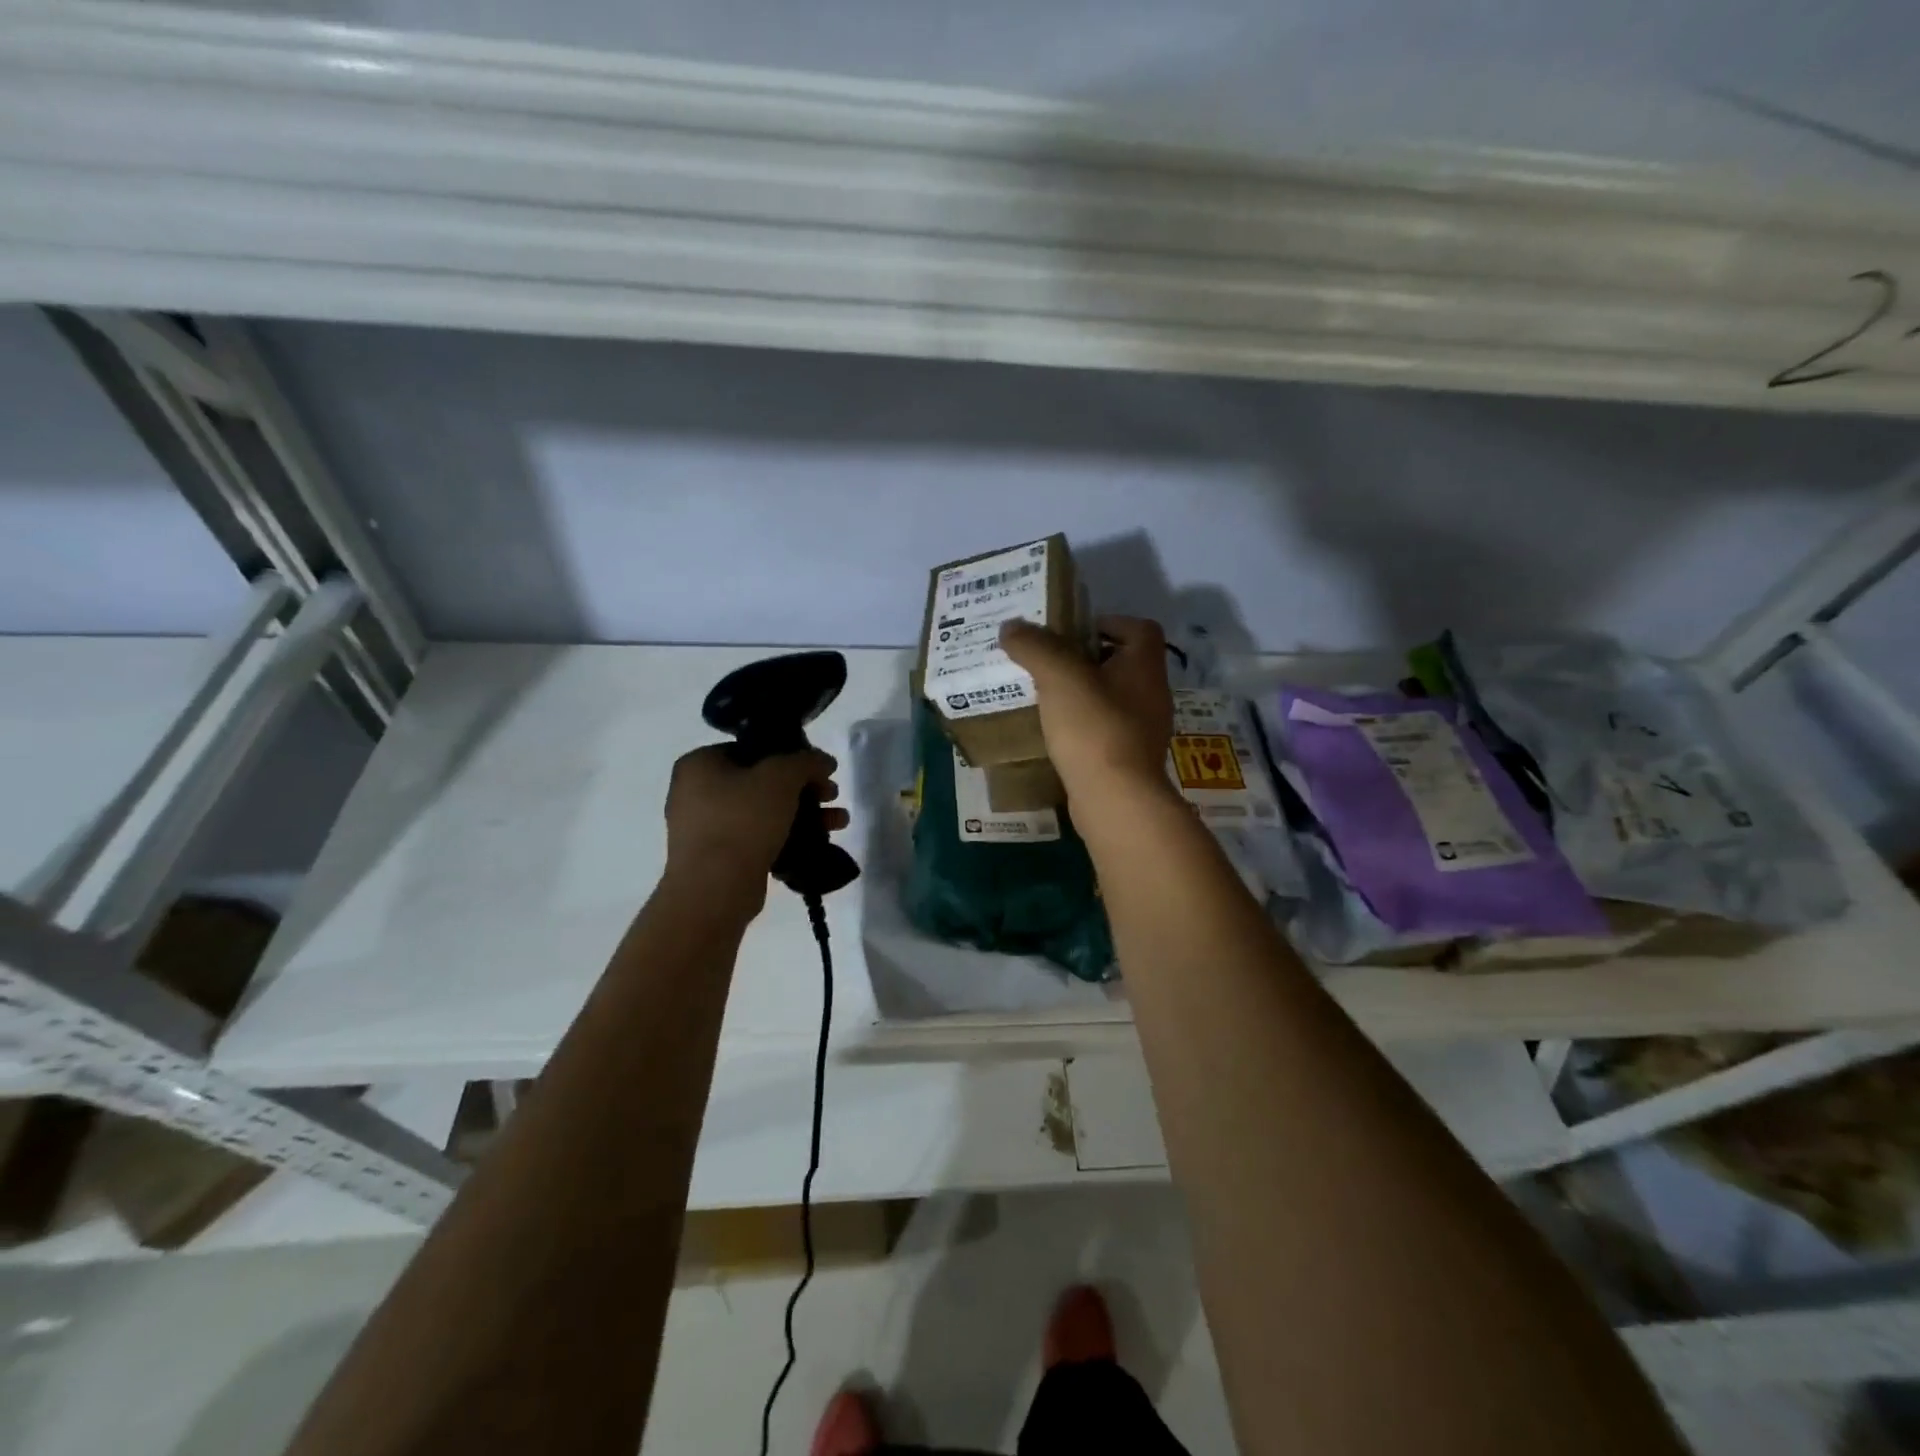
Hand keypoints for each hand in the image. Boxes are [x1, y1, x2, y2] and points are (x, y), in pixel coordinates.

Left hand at [663, 745, 846, 909]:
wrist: (714, 888)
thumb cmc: (743, 819)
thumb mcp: (781, 776)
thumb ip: (806, 761)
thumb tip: (824, 761)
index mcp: (700, 763)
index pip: (753, 749)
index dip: (791, 754)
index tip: (819, 768)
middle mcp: (697, 792)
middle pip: (763, 781)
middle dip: (805, 788)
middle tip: (832, 793)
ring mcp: (707, 828)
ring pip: (765, 811)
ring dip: (806, 814)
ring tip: (840, 821)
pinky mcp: (720, 858)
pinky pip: (760, 838)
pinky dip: (789, 837)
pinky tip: (821, 843)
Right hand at [1000, 615, 1175, 799]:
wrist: (1115, 799)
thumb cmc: (1094, 727)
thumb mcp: (1059, 676)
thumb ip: (1035, 646)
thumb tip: (1011, 627)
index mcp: (1145, 666)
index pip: (1140, 628)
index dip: (1108, 622)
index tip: (1073, 631)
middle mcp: (1152, 694)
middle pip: (1123, 663)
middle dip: (1086, 659)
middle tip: (1049, 661)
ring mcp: (1143, 730)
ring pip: (1112, 699)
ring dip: (1082, 694)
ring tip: (1045, 696)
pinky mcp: (1128, 760)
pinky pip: (1104, 731)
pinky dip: (1083, 726)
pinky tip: (1054, 733)